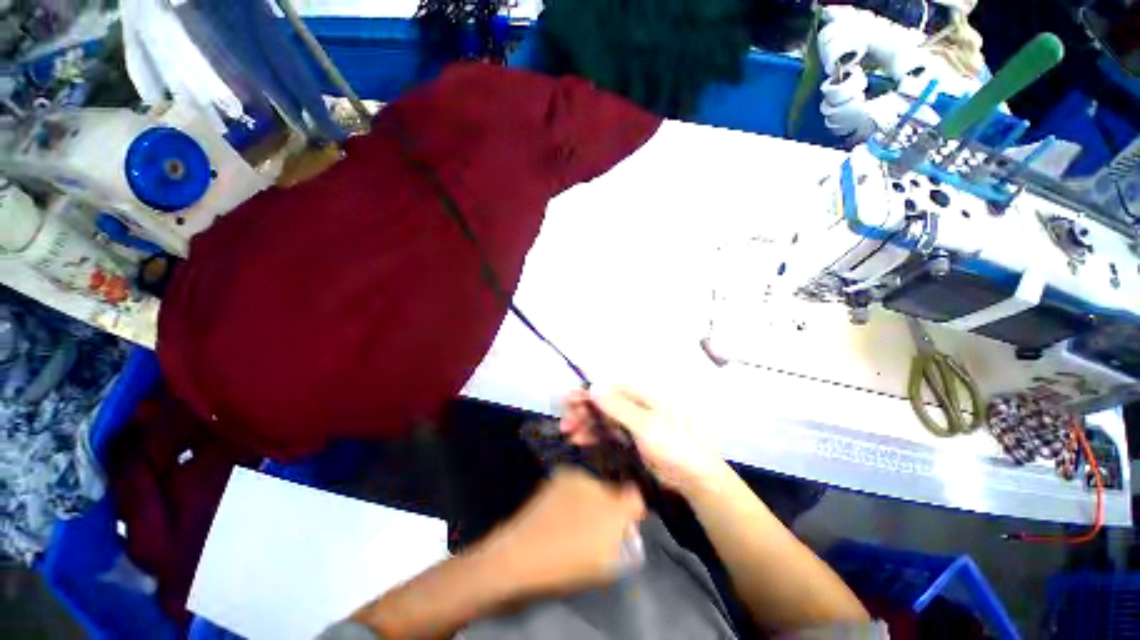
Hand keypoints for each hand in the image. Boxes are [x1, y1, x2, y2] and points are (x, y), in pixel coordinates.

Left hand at [479, 467, 644, 595]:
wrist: (520, 553)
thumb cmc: (563, 566)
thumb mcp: (601, 564)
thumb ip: (619, 542)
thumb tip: (626, 528)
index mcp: (611, 512)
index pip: (635, 499)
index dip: (634, 509)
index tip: (629, 519)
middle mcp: (597, 487)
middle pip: (614, 491)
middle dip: (610, 505)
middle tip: (597, 524)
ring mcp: (577, 478)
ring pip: (595, 485)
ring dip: (592, 498)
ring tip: (576, 517)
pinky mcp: (561, 475)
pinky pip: (577, 482)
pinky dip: (576, 492)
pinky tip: (563, 509)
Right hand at [560, 387, 728, 494]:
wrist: (695, 479)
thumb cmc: (674, 445)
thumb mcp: (646, 425)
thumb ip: (618, 407)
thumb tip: (594, 385)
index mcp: (641, 396)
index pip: (608, 389)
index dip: (588, 393)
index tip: (569, 400)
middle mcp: (635, 407)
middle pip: (603, 404)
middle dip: (583, 410)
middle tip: (565, 422)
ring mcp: (633, 425)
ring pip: (603, 420)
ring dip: (585, 424)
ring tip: (568, 433)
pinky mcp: (631, 442)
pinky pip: (608, 434)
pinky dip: (594, 436)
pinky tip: (580, 441)